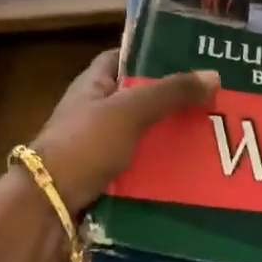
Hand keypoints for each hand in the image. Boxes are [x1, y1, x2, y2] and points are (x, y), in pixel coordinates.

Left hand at [31, 50, 219, 215]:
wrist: (47, 207)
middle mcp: (95, 113)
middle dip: (172, 102)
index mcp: (92, 85)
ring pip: (143, 137)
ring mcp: (98, 148)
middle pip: (139, 99)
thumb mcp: (129, 111)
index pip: (123, 57)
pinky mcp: (105, 180)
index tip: (189, 58)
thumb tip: (214, 75)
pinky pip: (140, 170)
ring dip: (170, 139)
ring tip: (212, 138)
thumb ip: (169, 93)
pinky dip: (161, 170)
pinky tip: (191, 174)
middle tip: (214, 102)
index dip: (152, 54)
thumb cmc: (84, 145)